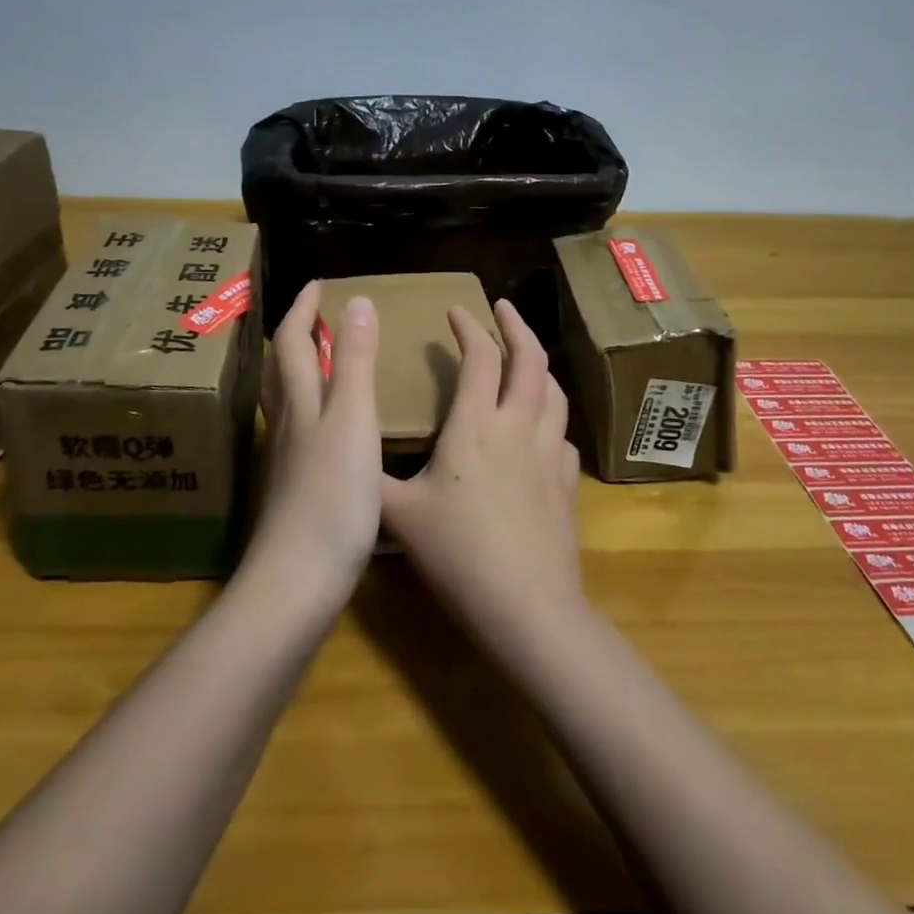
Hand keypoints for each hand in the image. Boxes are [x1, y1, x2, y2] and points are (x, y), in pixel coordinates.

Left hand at [248, 280, 383, 602]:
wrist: (298, 580)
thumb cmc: (332, 495)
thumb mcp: (354, 419)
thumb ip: (357, 361)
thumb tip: (356, 301)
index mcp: (301, 401)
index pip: (291, 341)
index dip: (302, 309)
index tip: (317, 283)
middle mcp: (288, 423)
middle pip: (280, 369)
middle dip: (293, 335)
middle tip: (313, 315)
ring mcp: (287, 458)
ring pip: (286, 400)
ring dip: (298, 370)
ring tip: (319, 360)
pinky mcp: (294, 488)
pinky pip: (298, 430)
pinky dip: (310, 409)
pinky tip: (327, 427)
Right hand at [379, 299, 582, 641]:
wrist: (527, 606)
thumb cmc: (458, 554)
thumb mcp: (398, 516)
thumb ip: (371, 481)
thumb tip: (347, 458)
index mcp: (475, 425)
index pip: (479, 357)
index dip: (468, 327)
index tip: (456, 310)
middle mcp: (517, 426)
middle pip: (530, 359)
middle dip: (516, 325)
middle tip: (502, 307)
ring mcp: (549, 452)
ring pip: (554, 391)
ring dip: (539, 364)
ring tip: (524, 358)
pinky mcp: (567, 481)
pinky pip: (563, 433)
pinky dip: (550, 416)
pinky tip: (541, 427)